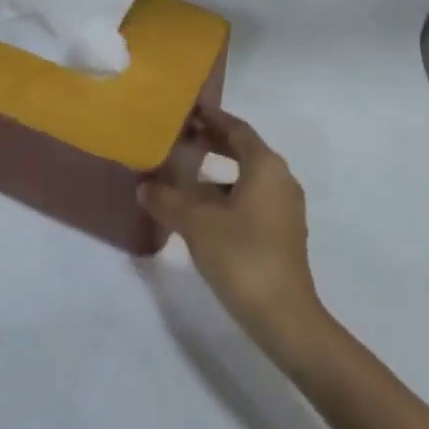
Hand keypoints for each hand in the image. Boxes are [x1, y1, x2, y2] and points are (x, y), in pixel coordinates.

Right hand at [139, 107, 329, 363]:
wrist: (284, 317)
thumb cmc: (241, 256)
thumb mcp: (196, 223)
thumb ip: (167, 199)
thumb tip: (144, 185)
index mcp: (265, 165)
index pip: (236, 128)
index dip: (210, 117)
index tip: (186, 110)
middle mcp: (280, 179)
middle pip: (243, 150)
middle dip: (212, 142)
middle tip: (179, 138)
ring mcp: (284, 208)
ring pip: (246, 177)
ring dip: (216, 172)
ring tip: (182, 176)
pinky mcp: (282, 234)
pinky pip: (251, 199)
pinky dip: (226, 195)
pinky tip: (201, 212)